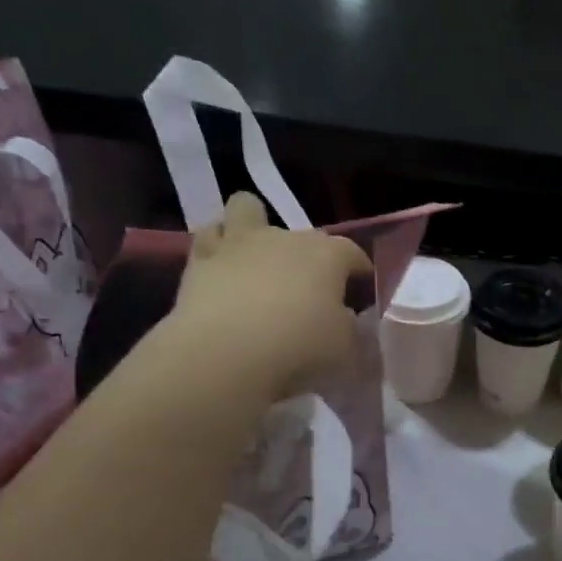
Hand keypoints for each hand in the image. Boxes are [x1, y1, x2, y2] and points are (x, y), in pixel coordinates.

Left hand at [148, 193, 370, 408]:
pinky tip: (222, 267)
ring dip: (253, 226)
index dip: (358, 267)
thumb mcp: (343, 346)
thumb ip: (347, 326)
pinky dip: (217, 248)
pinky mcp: (200, 259)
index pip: (351, 252)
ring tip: (258, 256)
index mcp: (327, 256)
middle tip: (309, 286)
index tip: (360, 285)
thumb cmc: (299, 347)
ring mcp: (240, 243)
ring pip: (246, 208)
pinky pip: (208, 238)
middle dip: (310, 255)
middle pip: (305, 235)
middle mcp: (285, 238)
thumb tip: (342, 316)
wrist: (227, 352)